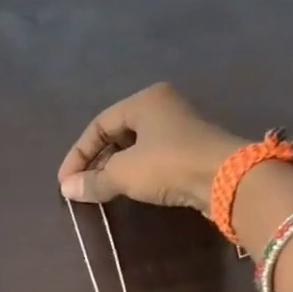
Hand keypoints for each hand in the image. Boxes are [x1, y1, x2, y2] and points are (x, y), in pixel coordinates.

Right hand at [58, 82, 245, 215]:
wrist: (227, 179)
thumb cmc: (169, 164)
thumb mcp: (124, 172)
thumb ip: (93, 180)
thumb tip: (67, 190)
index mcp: (144, 100)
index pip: (98, 124)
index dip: (78, 154)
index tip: (65, 182)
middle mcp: (162, 107)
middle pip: (117, 133)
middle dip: (95, 161)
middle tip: (81, 186)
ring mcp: (179, 129)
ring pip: (134, 147)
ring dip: (113, 169)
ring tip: (99, 190)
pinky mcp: (190, 151)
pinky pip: (151, 159)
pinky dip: (134, 173)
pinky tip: (126, 189)